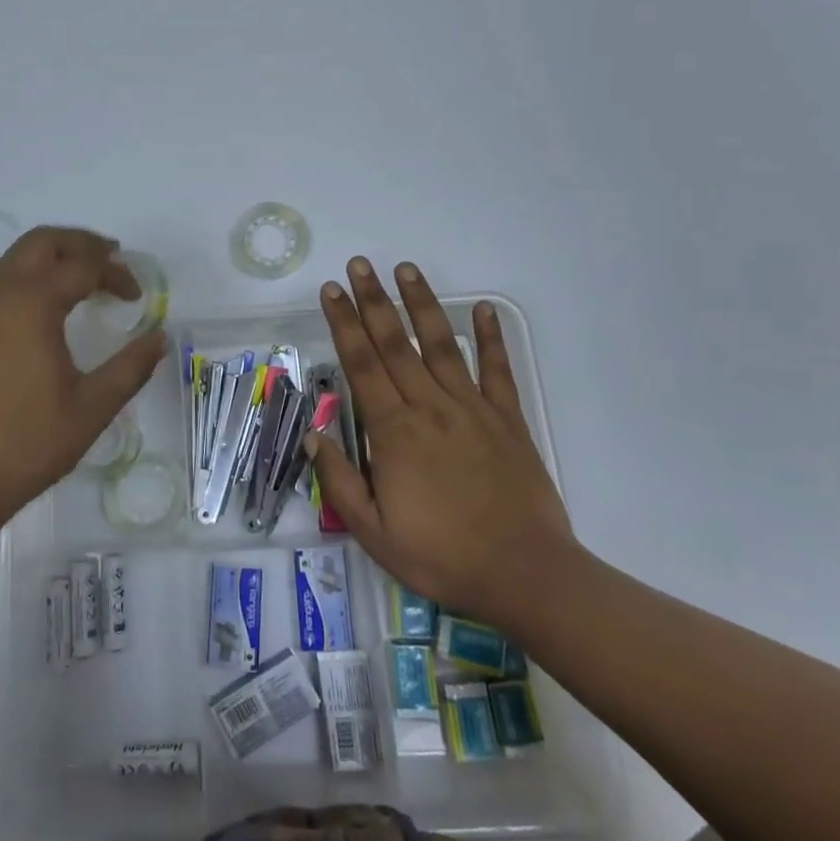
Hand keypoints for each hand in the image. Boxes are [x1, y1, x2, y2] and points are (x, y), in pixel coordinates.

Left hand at [0, 227, 166, 534]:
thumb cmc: (27, 443)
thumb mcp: (91, 408)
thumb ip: (130, 367)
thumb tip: (159, 338)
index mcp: (30, 304)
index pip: (82, 266)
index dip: (116, 274)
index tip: (136, 298)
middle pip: (41, 242)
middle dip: (80, 244)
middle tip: (111, 259)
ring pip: (13, 262)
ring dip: (50, 261)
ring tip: (80, 285)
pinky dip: (25, 284)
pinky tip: (40, 319)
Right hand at [307, 258, 576, 635]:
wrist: (525, 575)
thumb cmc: (442, 556)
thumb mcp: (373, 532)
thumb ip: (339, 481)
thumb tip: (314, 436)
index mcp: (394, 431)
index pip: (361, 364)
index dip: (343, 324)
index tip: (332, 292)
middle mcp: (429, 406)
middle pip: (394, 343)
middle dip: (373, 301)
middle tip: (359, 265)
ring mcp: (471, 409)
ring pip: (440, 345)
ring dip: (421, 304)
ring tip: (406, 269)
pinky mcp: (507, 420)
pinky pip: (496, 371)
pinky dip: (490, 338)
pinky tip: (483, 309)